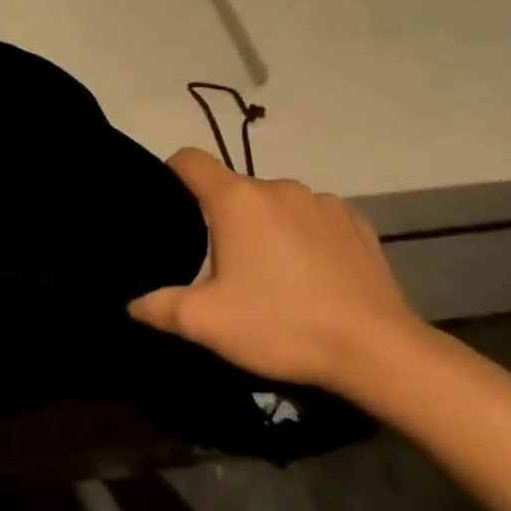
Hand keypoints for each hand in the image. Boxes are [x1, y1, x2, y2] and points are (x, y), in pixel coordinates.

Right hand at [128, 148, 425, 392]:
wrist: (377, 350)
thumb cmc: (282, 324)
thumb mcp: (206, 323)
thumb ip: (160, 307)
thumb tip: (133, 303)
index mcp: (237, 199)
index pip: (190, 160)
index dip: (170, 174)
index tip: (166, 204)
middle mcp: (279, 187)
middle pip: (233, 188)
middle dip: (220, 217)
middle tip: (218, 266)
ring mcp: (323, 203)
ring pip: (274, 204)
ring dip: (263, 227)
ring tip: (268, 273)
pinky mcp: (357, 224)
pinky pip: (313, 219)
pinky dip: (302, 236)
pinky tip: (309, 275)